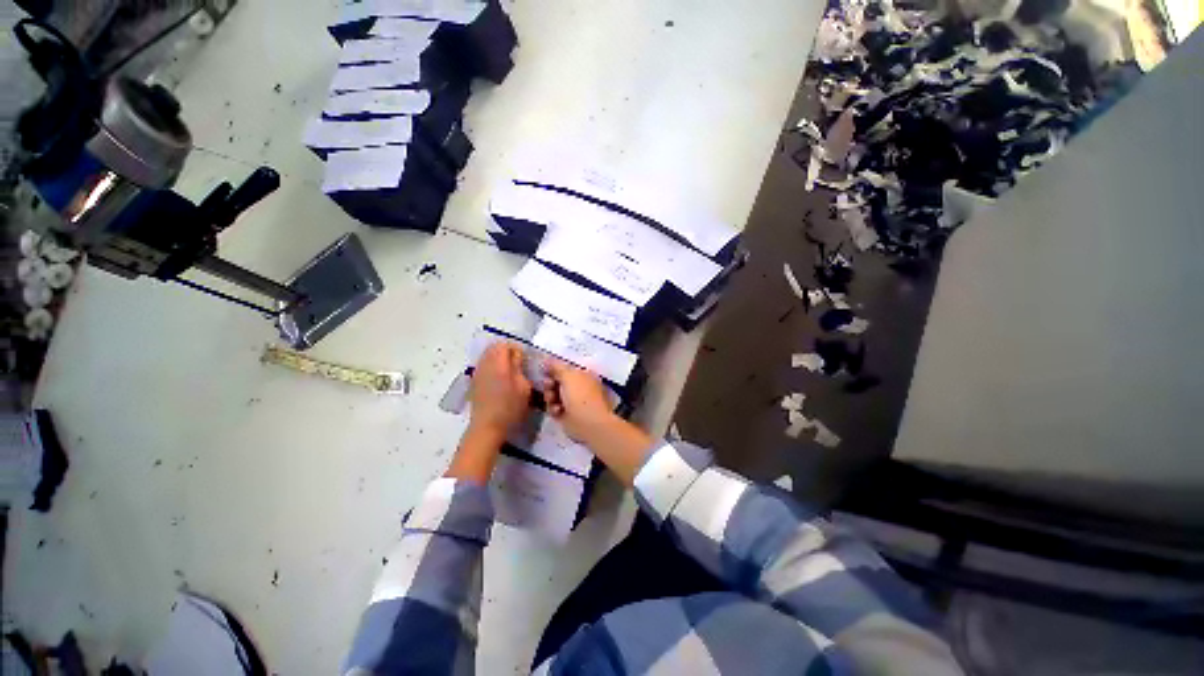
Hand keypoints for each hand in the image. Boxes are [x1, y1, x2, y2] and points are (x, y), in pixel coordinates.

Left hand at [469, 342, 532, 438]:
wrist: (487, 427)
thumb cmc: (510, 407)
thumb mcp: (524, 387)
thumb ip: (520, 367)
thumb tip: (517, 356)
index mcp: (497, 363)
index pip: (505, 344)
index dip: (516, 349)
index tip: (525, 359)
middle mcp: (484, 364)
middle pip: (494, 348)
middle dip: (507, 352)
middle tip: (519, 364)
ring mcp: (477, 373)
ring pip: (487, 356)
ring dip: (499, 359)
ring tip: (510, 372)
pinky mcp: (474, 382)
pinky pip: (484, 366)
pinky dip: (492, 367)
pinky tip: (500, 381)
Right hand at [542, 360, 650, 485]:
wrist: (588, 423)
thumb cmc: (581, 395)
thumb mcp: (568, 375)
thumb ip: (556, 367)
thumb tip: (546, 360)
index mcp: (584, 374)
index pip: (566, 368)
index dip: (554, 369)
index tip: (545, 371)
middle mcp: (579, 386)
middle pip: (558, 381)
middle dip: (550, 384)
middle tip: (549, 386)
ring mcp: (573, 401)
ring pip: (554, 395)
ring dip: (550, 397)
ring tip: (553, 400)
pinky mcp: (567, 415)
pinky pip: (554, 408)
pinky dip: (554, 409)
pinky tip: (558, 411)